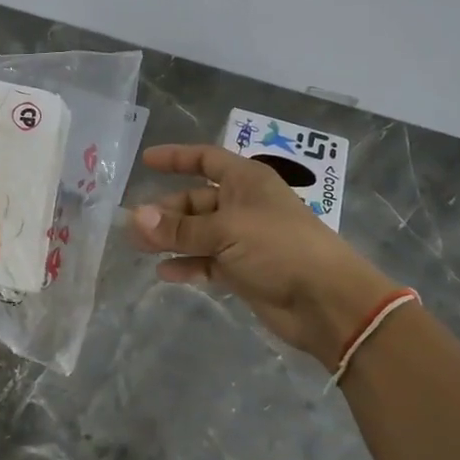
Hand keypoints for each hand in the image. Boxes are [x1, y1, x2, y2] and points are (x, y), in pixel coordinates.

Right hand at [130, 143, 401, 369]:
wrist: (326, 302)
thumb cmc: (279, 248)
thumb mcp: (225, 232)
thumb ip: (179, 229)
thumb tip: (135, 218)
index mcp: (247, 181)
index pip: (206, 159)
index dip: (177, 158)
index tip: (146, 161)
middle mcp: (244, 205)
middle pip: (196, 200)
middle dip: (166, 211)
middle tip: (132, 225)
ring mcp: (244, 239)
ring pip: (199, 233)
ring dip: (171, 239)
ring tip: (139, 249)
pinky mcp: (244, 270)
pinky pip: (208, 262)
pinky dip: (188, 265)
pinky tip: (165, 273)